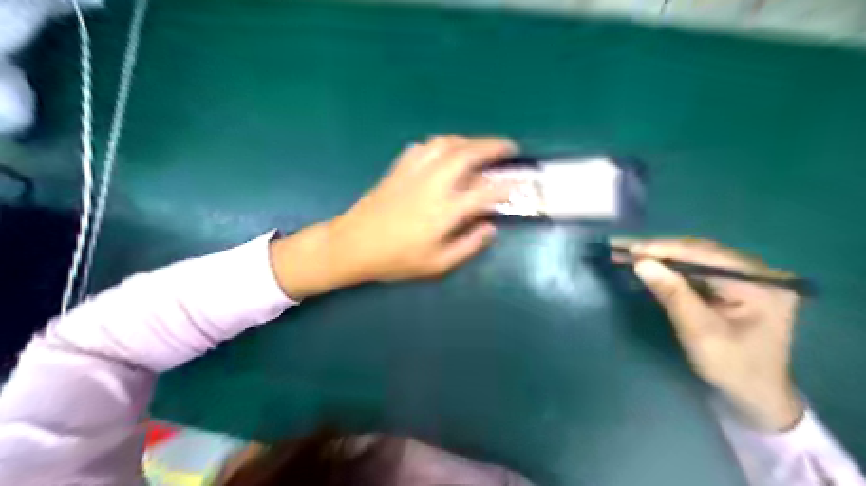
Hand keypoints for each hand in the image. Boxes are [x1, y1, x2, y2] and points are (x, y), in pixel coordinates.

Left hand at [270, 134, 512, 297]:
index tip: (521, 183)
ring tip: (480, 147)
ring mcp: (414, 172)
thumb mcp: (436, 264)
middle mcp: (433, 184)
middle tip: (509, 148)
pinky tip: (445, 152)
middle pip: (468, 154)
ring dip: (468, 140)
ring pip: (446, 143)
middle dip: (493, 146)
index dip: (507, 186)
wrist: (352, 245)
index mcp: (445, 210)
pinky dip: (441, 144)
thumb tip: (490, 227)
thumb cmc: (395, 259)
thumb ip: (468, 245)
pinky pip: (424, 146)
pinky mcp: (398, 168)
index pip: (485, 191)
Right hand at [616, 237, 805, 430]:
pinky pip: (699, 268)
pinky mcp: (736, 285)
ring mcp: (748, 277)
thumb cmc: (732, 369)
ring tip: (630, 252)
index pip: (707, 255)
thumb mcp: (700, 333)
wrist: (756, 396)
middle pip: (702, 252)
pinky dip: (671, 266)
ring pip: (697, 257)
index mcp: (760, 283)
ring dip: (663, 255)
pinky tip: (651, 263)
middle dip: (660, 250)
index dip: (666, 249)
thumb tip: (641, 263)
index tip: (631, 249)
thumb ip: (673, 295)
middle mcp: (758, 272)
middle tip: (624, 247)